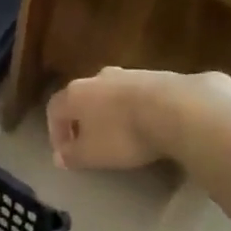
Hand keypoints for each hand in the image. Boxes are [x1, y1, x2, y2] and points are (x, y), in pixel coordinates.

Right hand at [47, 68, 230, 172]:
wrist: (176, 109)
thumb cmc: (123, 134)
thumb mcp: (92, 154)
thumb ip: (72, 155)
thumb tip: (58, 156)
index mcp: (76, 93)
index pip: (54, 109)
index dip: (56, 131)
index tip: (64, 152)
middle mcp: (98, 78)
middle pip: (83, 97)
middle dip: (84, 119)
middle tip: (90, 141)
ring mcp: (129, 74)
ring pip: (111, 93)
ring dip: (111, 112)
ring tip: (121, 134)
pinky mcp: (157, 76)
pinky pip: (138, 94)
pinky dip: (136, 109)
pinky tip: (147, 125)